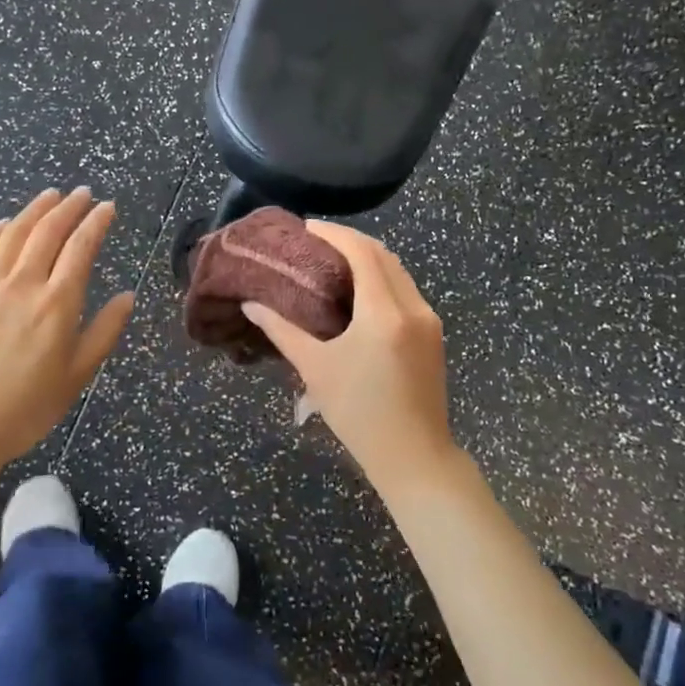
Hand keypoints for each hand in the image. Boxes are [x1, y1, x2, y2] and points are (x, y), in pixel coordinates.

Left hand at [0, 188, 133, 483]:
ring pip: (13, 235)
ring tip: (50, 195)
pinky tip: (5, 224)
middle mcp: (23, 285)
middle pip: (47, 232)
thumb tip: (127, 296)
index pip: (81, 248)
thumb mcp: (78, 375)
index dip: (96, 222)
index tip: (108, 207)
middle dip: (69, 207)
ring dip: (34, 210)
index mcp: (57, 303)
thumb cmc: (27, 408)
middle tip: (83, 193)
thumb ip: (105, 331)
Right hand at [242, 223, 457, 498]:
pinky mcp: (433, 333)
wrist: (415, 457)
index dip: (334, 234)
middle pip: (382, 254)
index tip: (307, 228)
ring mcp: (428, 319)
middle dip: (349, 241)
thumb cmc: (359, 414)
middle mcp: (413, 307)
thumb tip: (251, 304)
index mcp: (384, 312)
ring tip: (332, 260)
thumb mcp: (315, 370)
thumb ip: (282, 330)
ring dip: (367, 257)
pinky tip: (358, 289)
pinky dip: (381, 277)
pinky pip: (405, 289)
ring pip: (397, 270)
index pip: (362, 252)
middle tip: (315, 242)